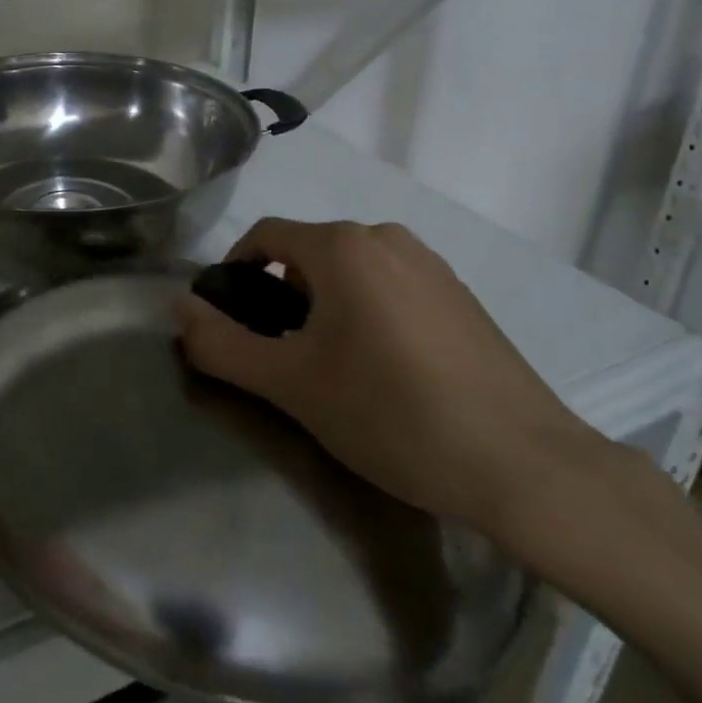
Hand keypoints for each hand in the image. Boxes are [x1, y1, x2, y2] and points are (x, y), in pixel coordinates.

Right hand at [175, 218, 610, 538]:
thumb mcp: (291, 384)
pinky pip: (391, 288)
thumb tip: (176, 308)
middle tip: (282, 359)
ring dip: (324, 307)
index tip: (230, 322)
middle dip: (281, 297)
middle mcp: (386, 238)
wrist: (525, 467)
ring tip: (332, 370)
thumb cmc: (392, 415)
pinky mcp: (461, 296)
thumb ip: (222, 344)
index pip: (264, 235)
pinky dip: (368, 314)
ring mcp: (431, 265)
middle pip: (307, 254)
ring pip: (351, 272)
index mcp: (342, 246)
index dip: (235, 272)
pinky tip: (387, 373)